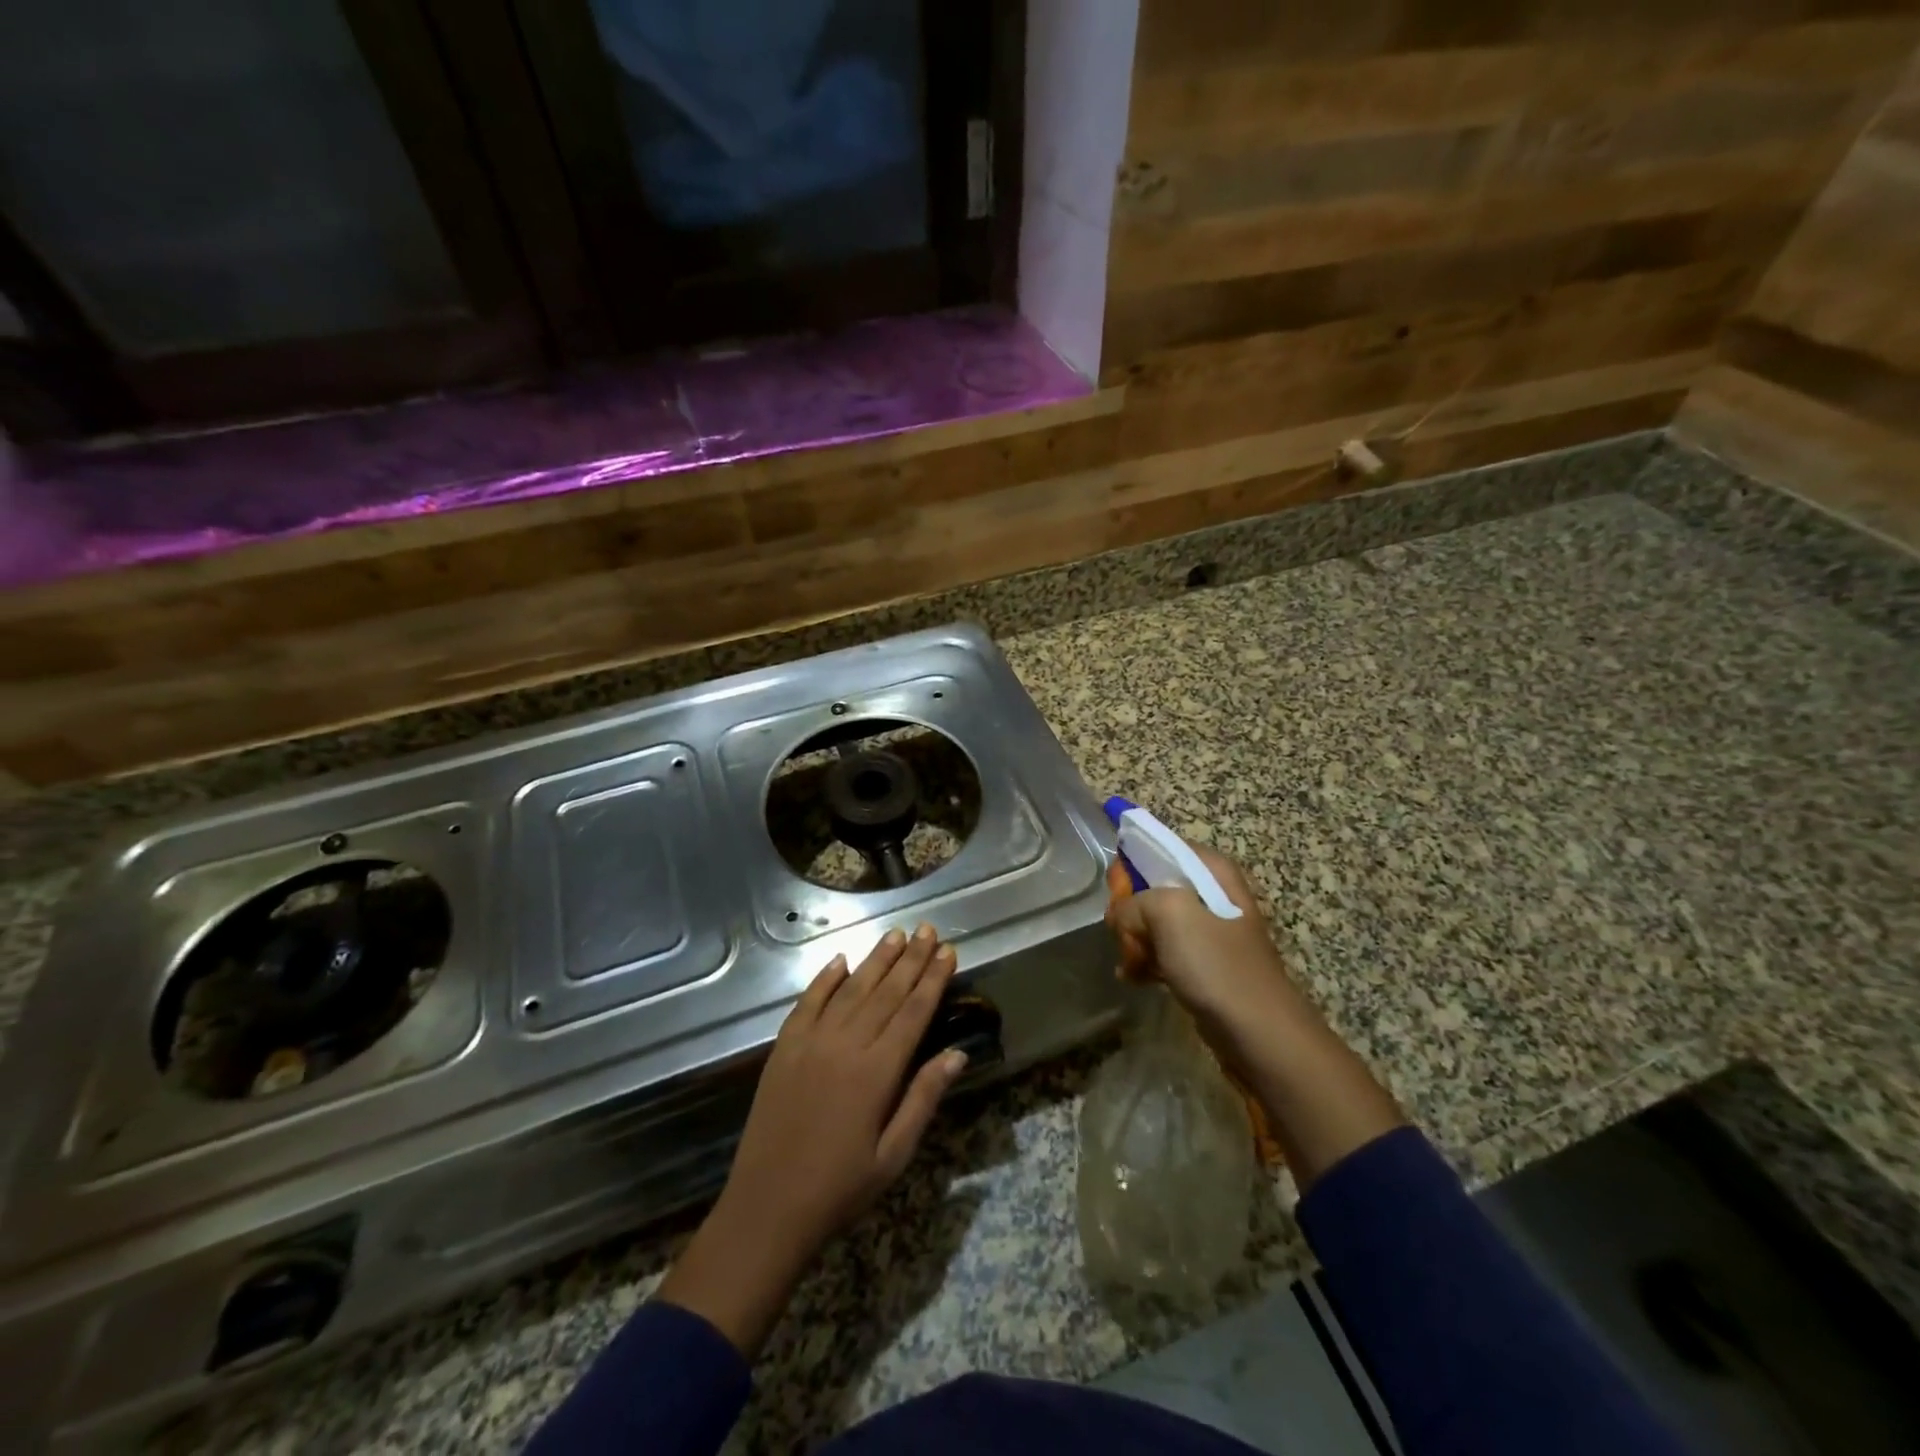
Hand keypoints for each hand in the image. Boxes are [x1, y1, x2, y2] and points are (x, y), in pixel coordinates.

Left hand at [655, 925, 966, 1354]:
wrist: (767, 1208)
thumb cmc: (840, 1188)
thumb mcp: (894, 1155)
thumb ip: (923, 1098)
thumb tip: (957, 1053)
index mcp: (877, 1072)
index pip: (913, 1012)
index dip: (933, 979)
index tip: (948, 951)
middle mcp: (845, 1045)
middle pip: (886, 992)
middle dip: (910, 959)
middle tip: (928, 929)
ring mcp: (810, 1042)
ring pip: (851, 990)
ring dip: (875, 960)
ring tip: (895, 934)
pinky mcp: (784, 1048)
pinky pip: (808, 1002)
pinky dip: (825, 979)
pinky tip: (841, 961)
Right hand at [1106, 845, 1298, 1064]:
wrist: (1258, 1032)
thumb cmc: (1216, 964)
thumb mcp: (1169, 913)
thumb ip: (1133, 902)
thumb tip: (1120, 916)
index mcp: (1212, 870)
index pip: (1160, 847)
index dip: (1132, 866)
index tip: (1118, 893)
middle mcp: (1212, 893)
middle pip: (1152, 886)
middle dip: (1131, 910)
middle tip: (1126, 935)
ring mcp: (1208, 930)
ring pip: (1154, 921)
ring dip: (1135, 940)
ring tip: (1130, 963)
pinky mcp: (1203, 963)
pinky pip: (1163, 950)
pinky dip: (1145, 961)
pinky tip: (1135, 977)